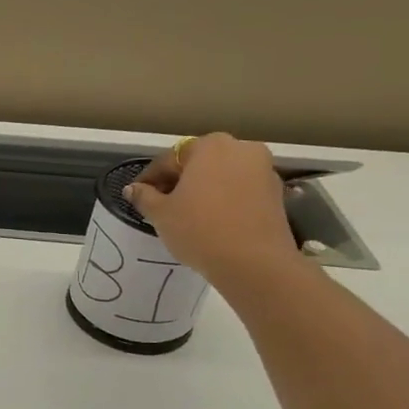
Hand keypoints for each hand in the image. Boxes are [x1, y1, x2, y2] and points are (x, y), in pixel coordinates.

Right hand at [126, 133, 300, 284]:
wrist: (254, 262)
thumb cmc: (199, 229)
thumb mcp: (161, 214)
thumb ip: (144, 196)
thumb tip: (132, 189)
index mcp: (209, 146)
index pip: (169, 159)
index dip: (149, 179)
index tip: (137, 196)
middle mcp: (240, 148)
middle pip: (199, 163)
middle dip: (179, 181)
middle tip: (162, 205)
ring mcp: (263, 169)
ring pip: (222, 176)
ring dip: (203, 189)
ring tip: (187, 214)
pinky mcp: (276, 192)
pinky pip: (240, 190)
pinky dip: (224, 199)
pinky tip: (212, 221)